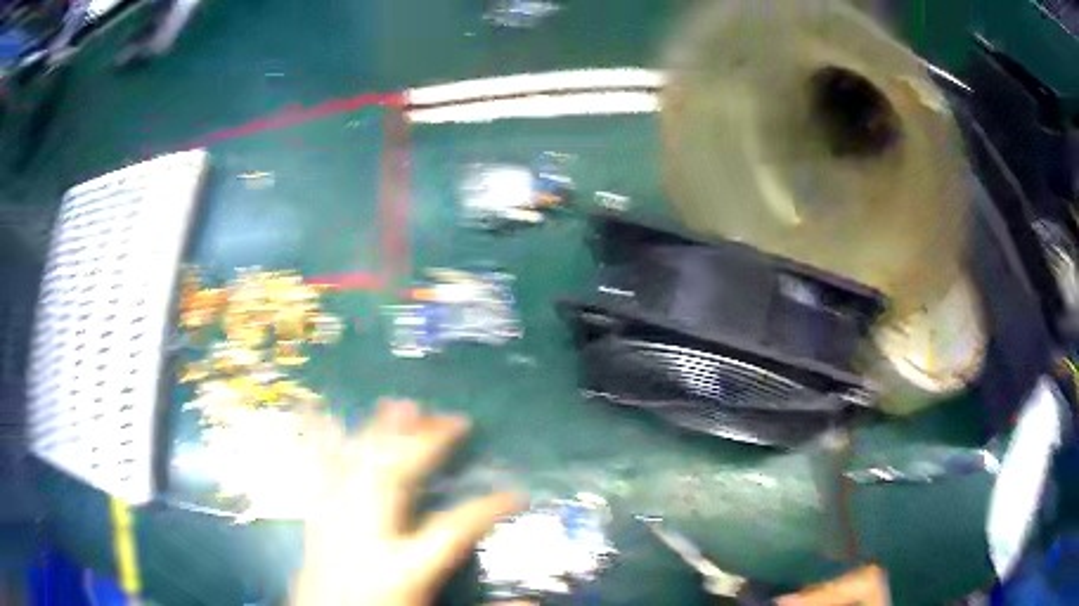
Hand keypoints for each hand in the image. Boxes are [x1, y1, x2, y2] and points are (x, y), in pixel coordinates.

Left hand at [291, 400, 522, 605]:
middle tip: (455, 419)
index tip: (516, 492)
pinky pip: (318, 472)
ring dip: (380, 431)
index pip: (452, 530)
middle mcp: (365, 538)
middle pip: (394, 477)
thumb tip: (532, 602)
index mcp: (401, 569)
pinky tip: (326, 414)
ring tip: (402, 404)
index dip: (487, 507)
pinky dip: (325, 441)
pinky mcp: (314, 520)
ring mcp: (334, 524)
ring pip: (356, 465)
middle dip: (425, 443)